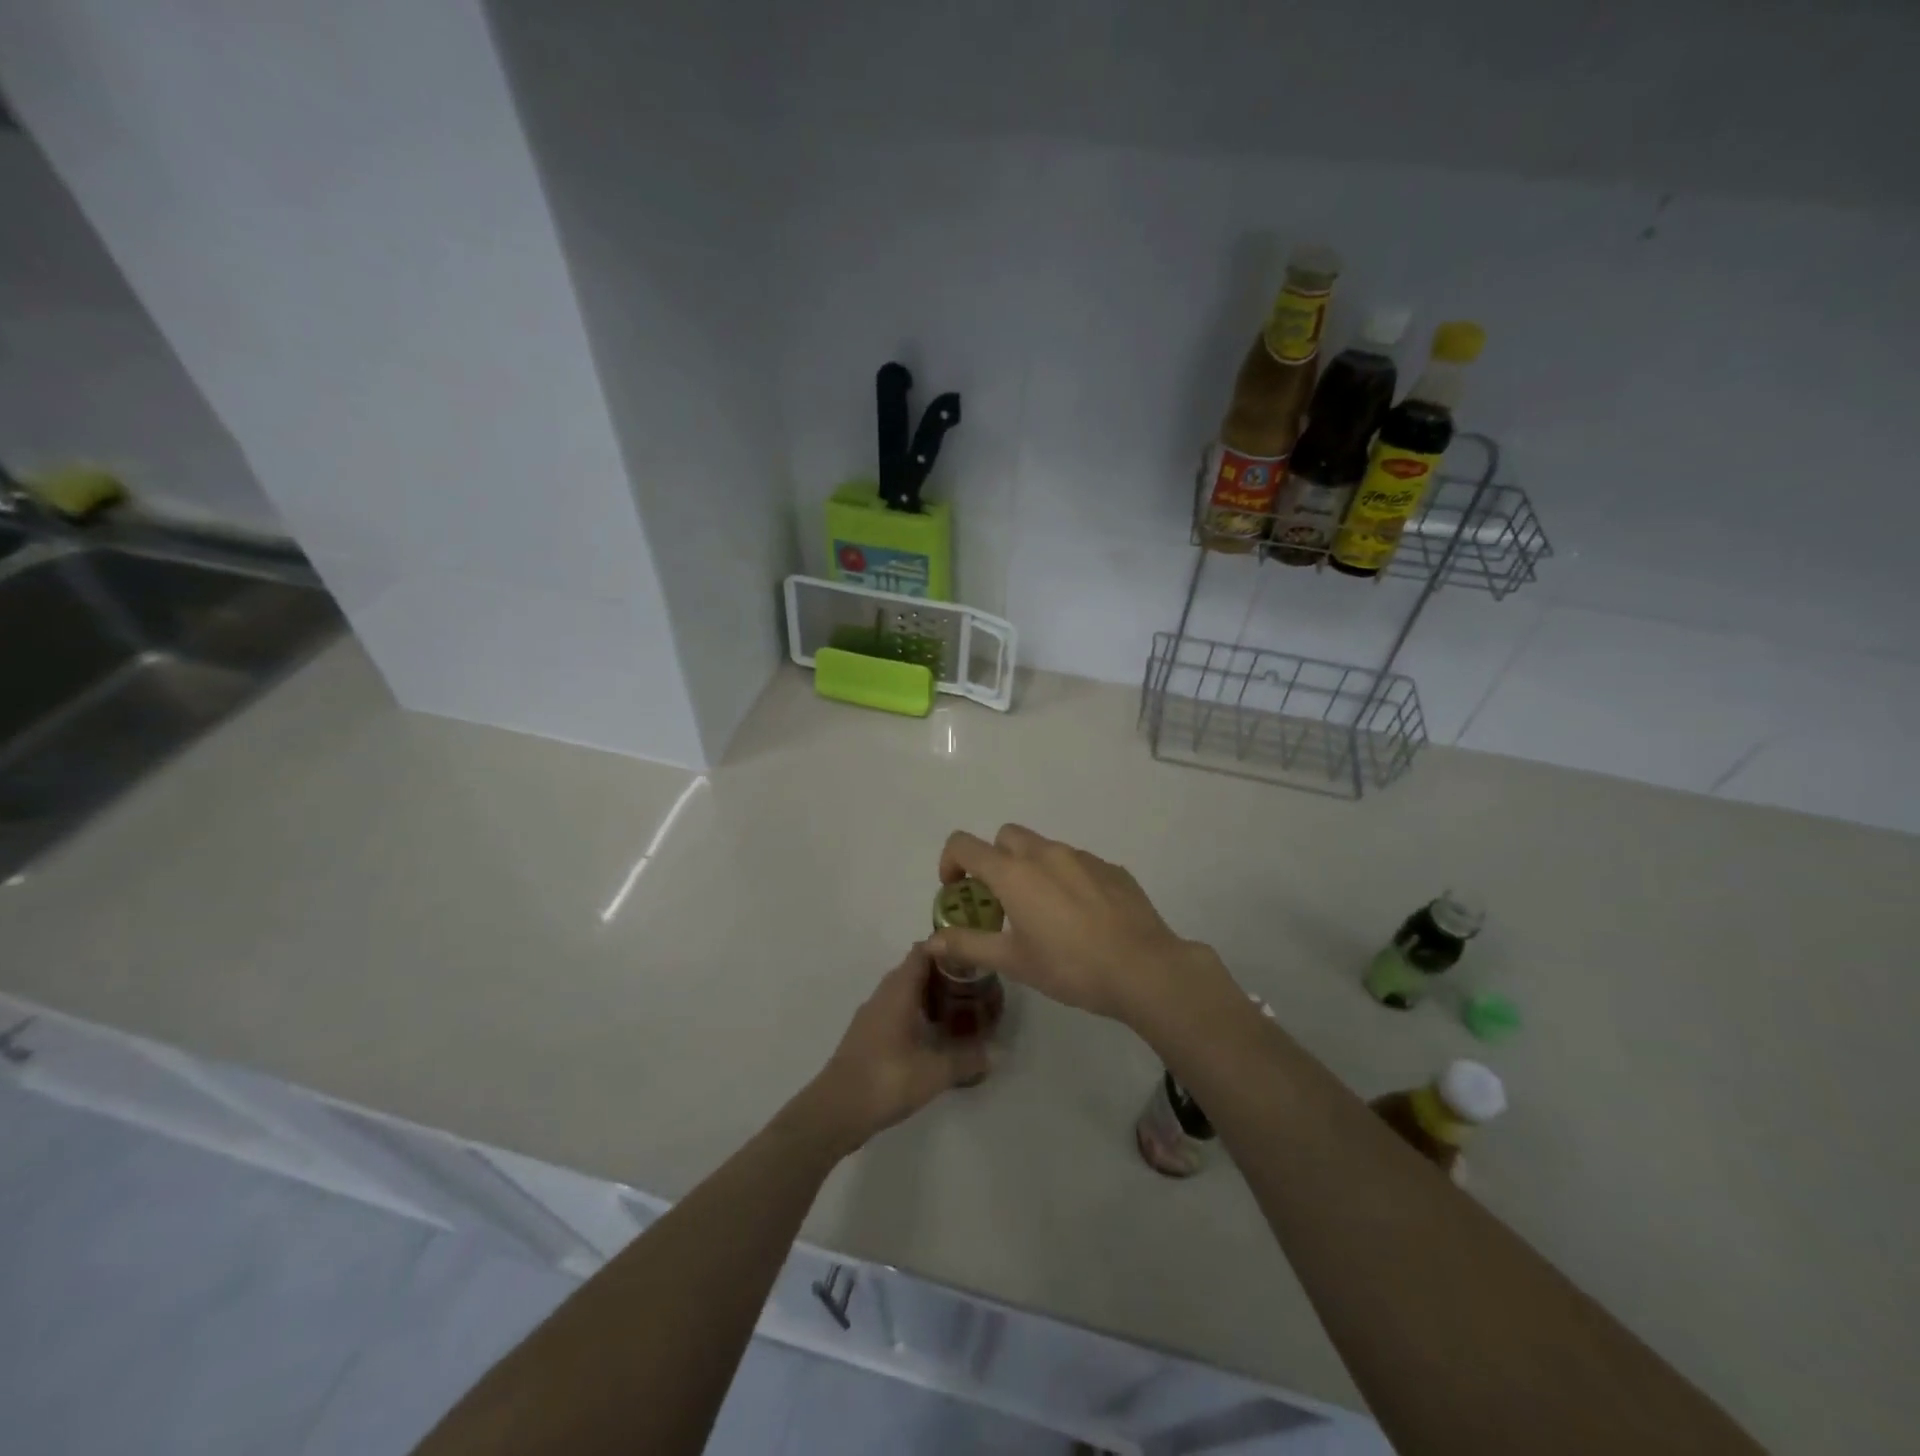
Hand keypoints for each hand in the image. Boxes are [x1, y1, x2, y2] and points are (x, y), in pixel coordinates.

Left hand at [803, 945, 986, 1151]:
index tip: (972, 956)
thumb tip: (998, 1052)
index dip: (946, 949)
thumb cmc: (886, 1080)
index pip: (921, 952)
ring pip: (902, 992)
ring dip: (927, 994)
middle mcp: (882, 995)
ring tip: (957, 1008)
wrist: (835, 1111)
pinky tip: (931, 1034)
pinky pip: (894, 1011)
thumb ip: (967, 1059)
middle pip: (913, 970)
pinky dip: (914, 1013)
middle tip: (973, 984)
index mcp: (898, 991)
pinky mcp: (866, 1036)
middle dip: (942, 973)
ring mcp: (870, 1016)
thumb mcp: (934, 1072)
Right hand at [930, 825, 1222, 1024]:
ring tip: (1044, 913)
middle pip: (1005, 837)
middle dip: (994, 860)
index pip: (965, 844)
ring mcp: (1083, 857)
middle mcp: (1046, 853)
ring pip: (1044, 848)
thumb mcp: (1013, 962)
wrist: (1144, 968)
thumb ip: (969, 945)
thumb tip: (930, 941)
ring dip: (1031, 869)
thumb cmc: (1070, 966)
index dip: (950, 862)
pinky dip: (1066, 878)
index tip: (956, 892)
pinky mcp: (1112, 868)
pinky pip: (1077, 863)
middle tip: (1000, 901)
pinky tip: (1081, 917)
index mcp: (1014, 872)